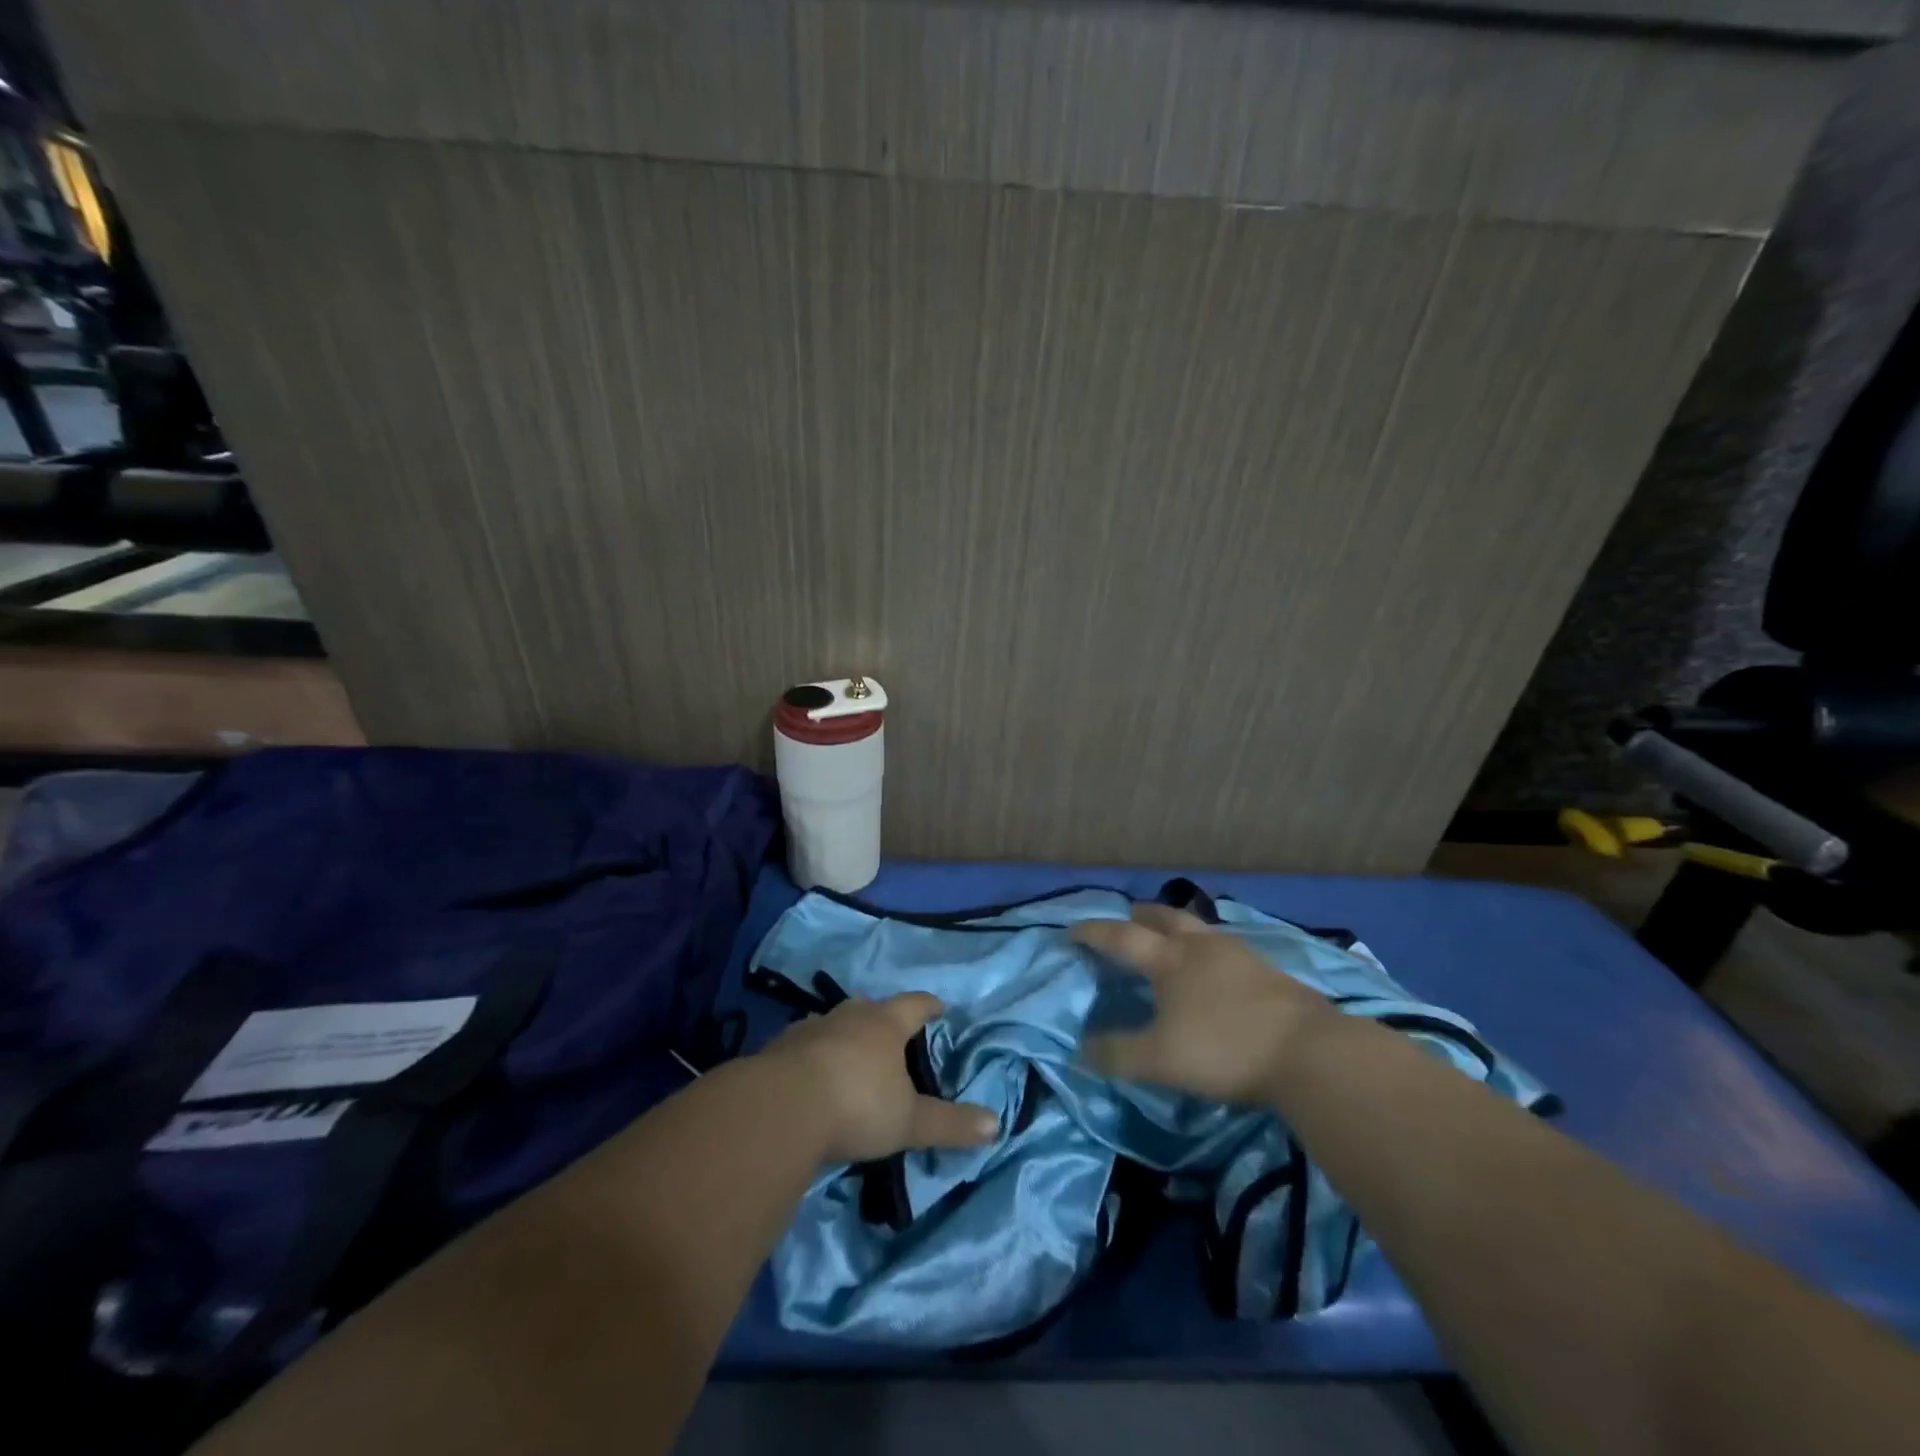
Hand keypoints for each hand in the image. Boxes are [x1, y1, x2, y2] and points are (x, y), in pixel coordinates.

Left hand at [758, 992, 998, 1162]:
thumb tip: (996, 1124)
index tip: (939, 1008)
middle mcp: (849, 1015)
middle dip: (884, 1019)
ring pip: (835, 1023)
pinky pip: (805, 1045)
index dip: (930, 1006)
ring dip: (846, 1035)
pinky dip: (814, 1055)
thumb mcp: (910, 1121)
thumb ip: (951, 1123)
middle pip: (872, 1008)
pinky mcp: (780, 1048)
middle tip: (893, 1035)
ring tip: (852, 1054)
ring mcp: (811, 1027)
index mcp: (886, 1023)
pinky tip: (813, 1076)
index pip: (915, 1004)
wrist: (781, 1108)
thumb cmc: (858, 1105)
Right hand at [1072, 905, 1333, 1104]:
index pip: (1121, 938)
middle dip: (1140, 915)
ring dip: (1177, 928)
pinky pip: (1226, 947)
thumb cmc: (1225, 1049)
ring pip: (1199, 929)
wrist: (1310, 1053)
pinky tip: (1215, 968)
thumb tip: (1079, 1052)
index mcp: (1170, 960)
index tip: (1072, 930)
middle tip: (1126, 918)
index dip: (1094, 932)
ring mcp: (1239, 954)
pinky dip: (1208, 948)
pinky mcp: (1269, 971)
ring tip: (1171, 939)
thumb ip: (1117, 1055)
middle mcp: (1201, 947)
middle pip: (1164, 918)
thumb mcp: (1160, 1060)